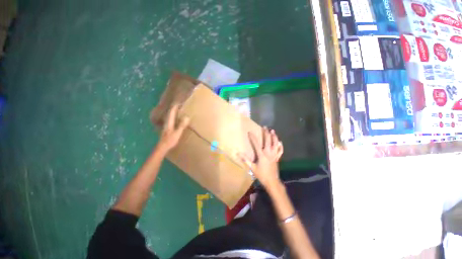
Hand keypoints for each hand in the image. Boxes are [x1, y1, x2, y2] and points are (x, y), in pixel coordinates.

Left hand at [157, 104, 189, 152]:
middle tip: (179, 105)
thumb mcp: (177, 132)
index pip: (171, 112)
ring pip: (170, 117)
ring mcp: (166, 126)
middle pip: (170, 113)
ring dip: (173, 113)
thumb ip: (181, 125)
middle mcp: (167, 122)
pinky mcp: (167, 129)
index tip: (179, 102)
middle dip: (174, 108)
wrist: (163, 147)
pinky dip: (174, 117)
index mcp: (169, 122)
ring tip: (178, 110)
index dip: (175, 107)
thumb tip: (186, 117)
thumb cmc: (170, 140)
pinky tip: (176, 119)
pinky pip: (171, 120)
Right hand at [238, 127, 283, 188]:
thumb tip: (238, 153)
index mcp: (262, 155)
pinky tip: (280, 142)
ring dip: (274, 137)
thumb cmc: (261, 175)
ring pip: (275, 144)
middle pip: (268, 141)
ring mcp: (274, 155)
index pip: (256, 144)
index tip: (250, 132)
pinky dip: (280, 146)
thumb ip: (246, 159)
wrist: (272, 181)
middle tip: (265, 127)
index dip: (253, 137)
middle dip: (266, 133)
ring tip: (273, 131)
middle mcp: (268, 153)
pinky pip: (280, 150)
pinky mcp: (277, 158)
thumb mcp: (252, 167)